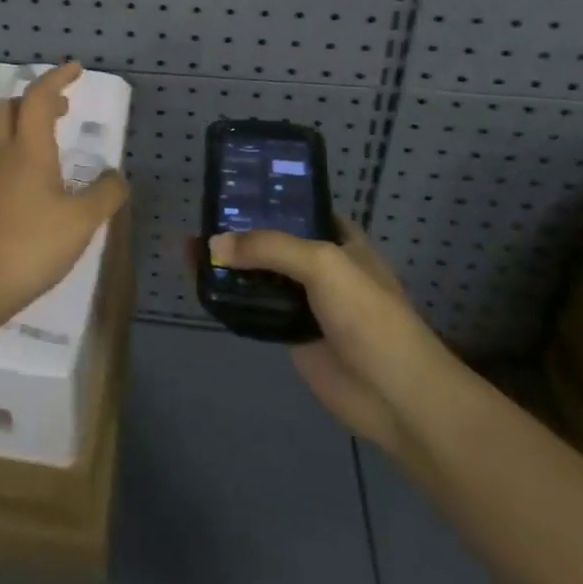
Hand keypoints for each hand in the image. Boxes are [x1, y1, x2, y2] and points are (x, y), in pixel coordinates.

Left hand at [0, 62, 128, 330]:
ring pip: (4, 136)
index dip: (56, 79)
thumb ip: (105, 195)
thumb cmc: (29, 245)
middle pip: (10, 110)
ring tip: (56, 140)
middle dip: (36, 99)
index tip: (76, 69)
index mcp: (28, 150)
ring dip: (28, 126)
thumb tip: (116, 176)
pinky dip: (25, 155)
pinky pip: (5, 163)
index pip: (38, 98)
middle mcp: (6, 158)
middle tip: (63, 106)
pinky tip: (43, 183)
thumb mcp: (81, 221)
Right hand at [207, 217, 458, 455]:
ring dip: (230, 265)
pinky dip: (232, 299)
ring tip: (189, 249)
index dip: (269, 197)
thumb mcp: (322, 263)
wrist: (393, 395)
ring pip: (260, 275)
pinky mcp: (290, 333)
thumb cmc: (368, 316)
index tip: (231, 188)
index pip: (300, 208)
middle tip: (199, 219)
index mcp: (340, 240)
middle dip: (240, 231)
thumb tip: (213, 244)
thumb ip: (268, 247)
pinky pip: (255, 309)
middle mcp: (322, 266)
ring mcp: (305, 301)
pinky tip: (203, 286)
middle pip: (274, 241)